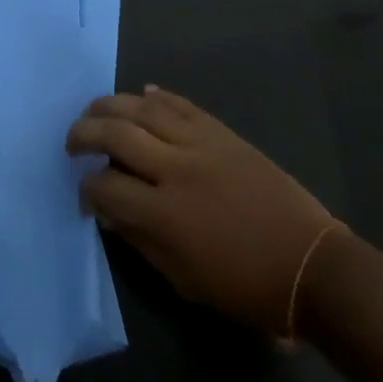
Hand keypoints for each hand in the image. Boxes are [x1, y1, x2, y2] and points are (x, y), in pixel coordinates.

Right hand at [67, 88, 338, 337]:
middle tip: (73, 140)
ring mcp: (200, 144)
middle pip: (117, 134)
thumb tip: (108, 212)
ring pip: (144, 109)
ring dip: (113, 105)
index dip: (86, 187)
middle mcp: (176, 169)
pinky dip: (158, 97)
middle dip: (85, 132)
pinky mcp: (222, 132)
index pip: (106, 185)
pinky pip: (182, 104)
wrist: (309, 264)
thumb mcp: (185, 281)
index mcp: (164, 214)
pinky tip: (143, 94)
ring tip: (95, 109)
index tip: (84, 192)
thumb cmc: (245, 287)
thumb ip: (141, 241)